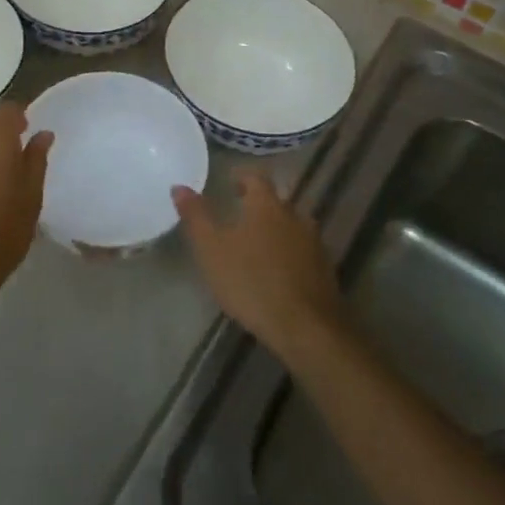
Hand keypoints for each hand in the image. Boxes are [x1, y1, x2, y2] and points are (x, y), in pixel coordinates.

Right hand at [173, 172, 343, 360]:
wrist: (305, 327)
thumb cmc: (251, 282)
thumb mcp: (211, 250)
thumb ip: (195, 216)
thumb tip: (179, 186)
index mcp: (267, 205)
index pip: (256, 178)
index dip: (242, 177)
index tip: (230, 181)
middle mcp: (295, 216)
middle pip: (277, 201)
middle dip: (259, 204)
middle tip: (239, 213)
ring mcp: (314, 243)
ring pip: (292, 226)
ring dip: (276, 229)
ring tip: (257, 243)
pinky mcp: (325, 270)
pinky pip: (303, 250)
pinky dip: (290, 252)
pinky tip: (278, 270)